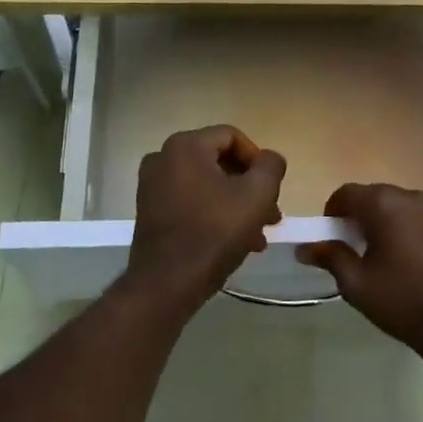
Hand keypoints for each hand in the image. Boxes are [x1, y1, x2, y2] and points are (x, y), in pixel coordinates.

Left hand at [125, 125, 286, 314]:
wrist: (166, 284)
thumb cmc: (214, 232)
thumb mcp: (257, 194)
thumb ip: (271, 166)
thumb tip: (269, 159)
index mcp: (185, 145)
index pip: (232, 137)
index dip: (258, 160)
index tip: (272, 189)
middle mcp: (163, 157)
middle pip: (219, 162)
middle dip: (249, 187)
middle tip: (271, 215)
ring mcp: (152, 185)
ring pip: (207, 185)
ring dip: (236, 205)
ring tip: (258, 235)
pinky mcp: (149, 211)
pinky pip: (190, 201)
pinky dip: (214, 214)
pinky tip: (235, 242)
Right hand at [297, 184, 422, 355]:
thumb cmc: (404, 301)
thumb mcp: (357, 285)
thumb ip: (331, 258)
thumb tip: (305, 248)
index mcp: (385, 204)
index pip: (347, 193)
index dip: (334, 212)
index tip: (332, 236)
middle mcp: (414, 196)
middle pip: (378, 196)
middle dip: (364, 216)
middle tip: (360, 248)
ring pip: (406, 205)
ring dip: (393, 220)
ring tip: (394, 254)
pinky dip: (419, 228)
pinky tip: (422, 258)